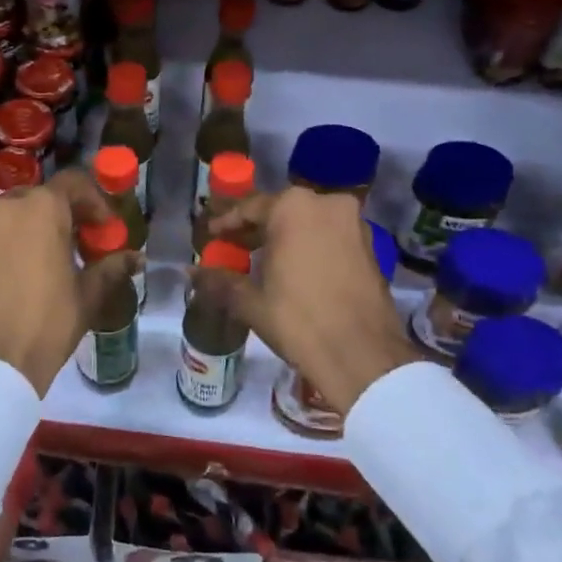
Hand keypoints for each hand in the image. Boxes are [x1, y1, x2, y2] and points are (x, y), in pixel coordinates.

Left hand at [0, 168, 139, 396]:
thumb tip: (137, 258)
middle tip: (86, 242)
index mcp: (42, 207)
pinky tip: (33, 270)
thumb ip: (112, 267)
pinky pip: (2, 230)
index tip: (107, 229)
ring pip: (21, 212)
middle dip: (69, 213)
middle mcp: (9, 205)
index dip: (96, 202)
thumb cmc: (47, 320)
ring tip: (61, 258)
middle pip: (46, 196)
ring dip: (43, 225)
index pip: (74, 183)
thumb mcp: (88, 293)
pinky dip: (20, 238)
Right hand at [208, 188, 412, 416]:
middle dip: (257, 230)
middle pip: (281, 212)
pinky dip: (309, 247)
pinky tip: (293, 271)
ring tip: (261, 262)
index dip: (227, 224)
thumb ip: (219, 280)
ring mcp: (353, 224)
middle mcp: (327, 204)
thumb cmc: (299, 320)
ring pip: (308, 223)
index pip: (250, 208)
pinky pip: (329, 237)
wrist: (362, 356)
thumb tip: (190, 272)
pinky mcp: (370, 247)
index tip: (212, 236)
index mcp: (294, 207)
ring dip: (284, 238)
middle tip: (234, 248)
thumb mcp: (251, 301)